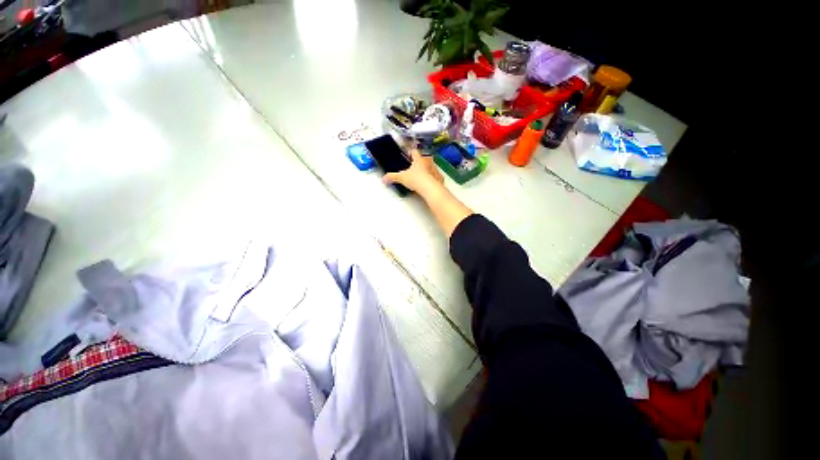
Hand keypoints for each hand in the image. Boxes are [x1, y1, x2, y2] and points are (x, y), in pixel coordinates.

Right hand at [383, 149, 443, 193]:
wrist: (430, 188)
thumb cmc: (416, 179)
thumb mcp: (402, 178)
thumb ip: (392, 177)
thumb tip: (384, 179)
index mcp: (418, 160)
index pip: (414, 151)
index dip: (411, 152)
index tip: (409, 154)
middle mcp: (428, 162)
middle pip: (424, 158)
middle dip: (419, 162)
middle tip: (414, 167)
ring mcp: (435, 170)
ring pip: (431, 167)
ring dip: (427, 170)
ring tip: (421, 176)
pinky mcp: (439, 178)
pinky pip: (436, 177)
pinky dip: (433, 179)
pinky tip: (429, 184)